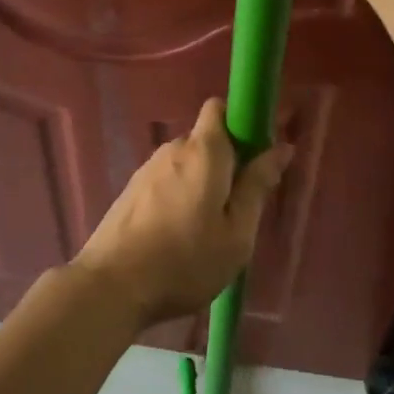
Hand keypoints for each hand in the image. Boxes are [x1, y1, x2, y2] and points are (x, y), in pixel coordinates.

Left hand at [74, 99, 292, 328]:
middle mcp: (173, 149)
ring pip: (186, 163)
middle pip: (206, 139)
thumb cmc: (185, 261)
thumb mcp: (236, 232)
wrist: (112, 285)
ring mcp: (147, 169)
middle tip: (240, 206)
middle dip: (227, 161)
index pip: (220, 108)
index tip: (258, 153)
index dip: (242, 122)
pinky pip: (167, 181)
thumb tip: (281, 147)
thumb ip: (257, 186)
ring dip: (203, 183)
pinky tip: (180, 235)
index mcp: (203, 151)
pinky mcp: (131, 191)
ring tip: (209, 229)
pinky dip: (181, 196)